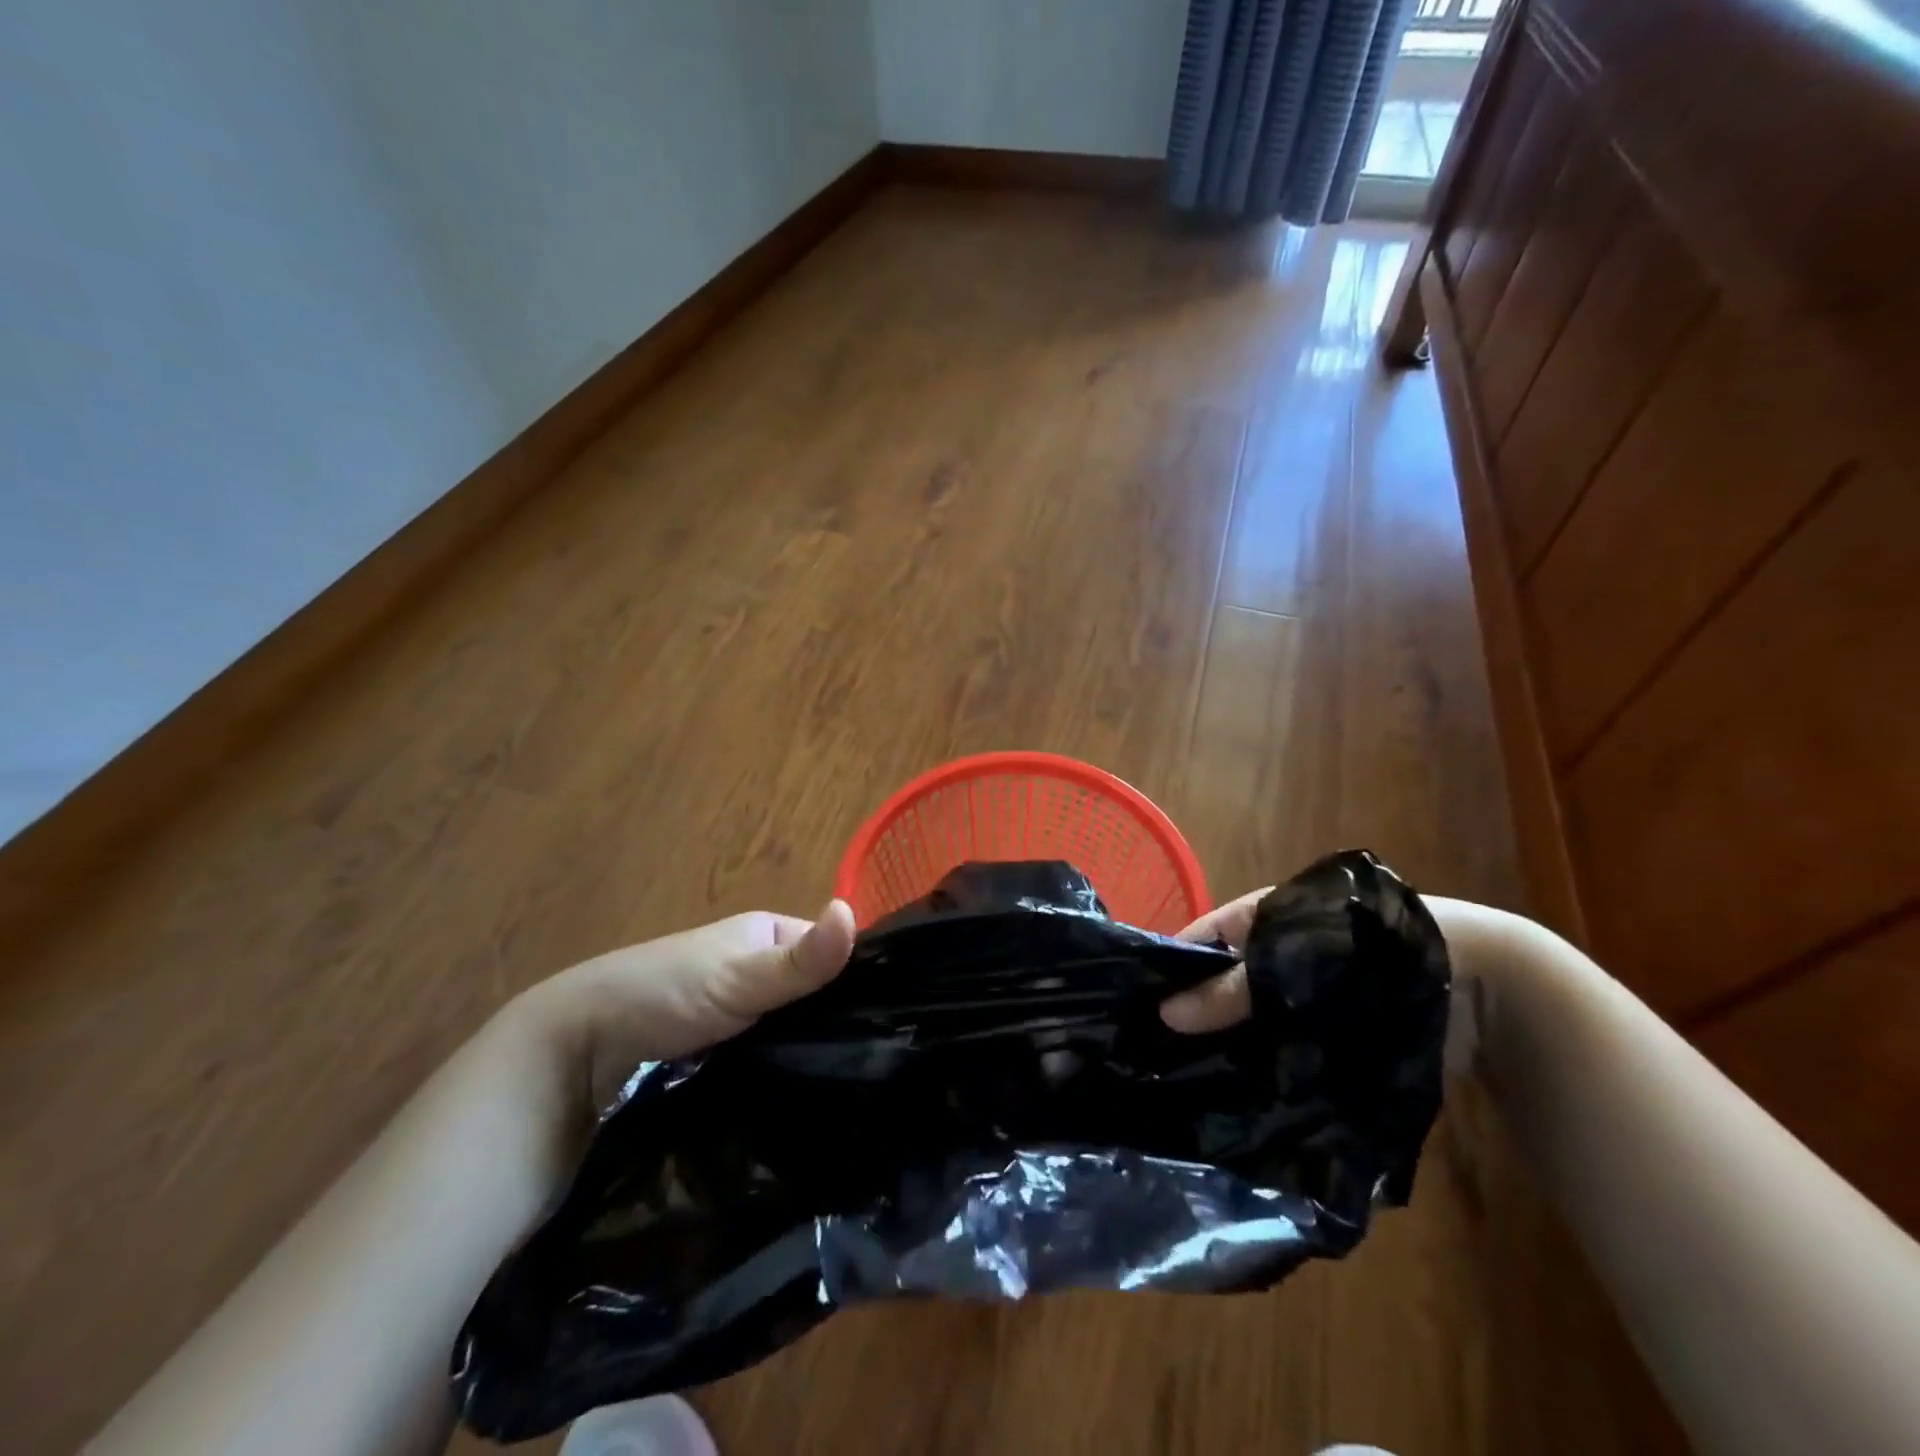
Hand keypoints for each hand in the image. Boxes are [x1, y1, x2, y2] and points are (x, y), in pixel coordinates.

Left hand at [514, 900, 856, 1116]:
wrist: (575, 1056)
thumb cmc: (661, 994)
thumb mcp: (736, 976)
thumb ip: (797, 959)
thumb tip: (851, 911)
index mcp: (769, 933)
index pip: (835, 952)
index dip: (862, 983)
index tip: (894, 1027)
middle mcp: (760, 969)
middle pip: (818, 996)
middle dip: (840, 1027)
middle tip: (879, 1070)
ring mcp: (743, 1014)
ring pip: (797, 1032)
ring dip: (815, 1056)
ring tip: (859, 1095)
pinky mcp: (726, 1055)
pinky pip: (773, 1061)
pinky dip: (788, 1076)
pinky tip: (816, 1104)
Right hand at [1160, 885, 1492, 1076]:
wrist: (1479, 984)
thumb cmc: (1371, 951)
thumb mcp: (1292, 959)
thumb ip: (1231, 989)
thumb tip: (1164, 1013)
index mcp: (1263, 916)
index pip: (1199, 938)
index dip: (1168, 968)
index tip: (1135, 1007)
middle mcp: (1276, 953)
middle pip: (1220, 982)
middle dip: (1193, 1013)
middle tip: (1152, 1055)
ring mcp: (1302, 994)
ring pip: (1249, 1018)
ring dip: (1227, 1043)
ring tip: (1182, 1082)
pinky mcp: (1329, 1030)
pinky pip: (1282, 1044)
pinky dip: (1262, 1062)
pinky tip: (1235, 1093)